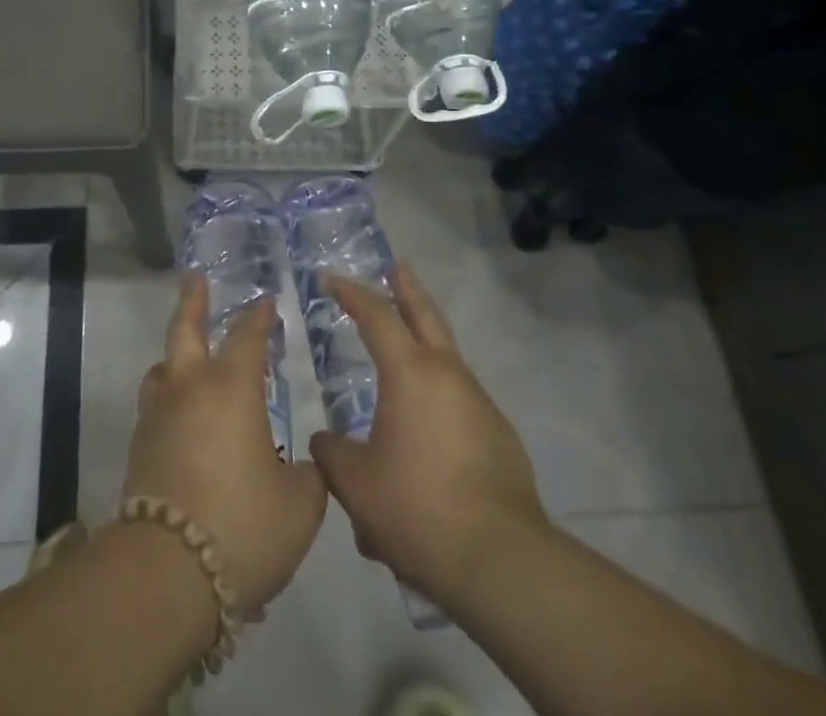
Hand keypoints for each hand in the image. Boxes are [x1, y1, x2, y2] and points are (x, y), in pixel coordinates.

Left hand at [124, 276, 327, 608]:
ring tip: (186, 356)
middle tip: (197, 280)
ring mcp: (159, 416)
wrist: (168, 572)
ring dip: (175, 355)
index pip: (247, 337)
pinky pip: (155, 406)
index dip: (259, 317)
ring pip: (163, 368)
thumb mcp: (300, 507)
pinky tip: (182, 417)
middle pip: (185, 330)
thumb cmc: (243, 527)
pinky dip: (169, 398)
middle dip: (193, 302)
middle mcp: (190, 389)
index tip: (267, 303)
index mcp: (232, 389)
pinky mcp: (140, 447)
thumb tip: (306, 466)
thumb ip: (310, 478)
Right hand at [308, 262, 545, 606]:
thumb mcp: (356, 485)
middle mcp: (448, 375)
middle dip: (407, 288)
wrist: (499, 560)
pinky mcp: (499, 436)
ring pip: (447, 357)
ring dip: (425, 342)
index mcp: (410, 373)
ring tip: (403, 353)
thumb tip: (326, 442)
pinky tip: (427, 426)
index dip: (352, 292)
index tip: (330, 278)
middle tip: (397, 266)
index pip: (376, 315)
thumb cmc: (417, 509)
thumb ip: (333, 455)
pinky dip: (439, 393)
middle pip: (426, 316)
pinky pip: (460, 400)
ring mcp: (480, 403)